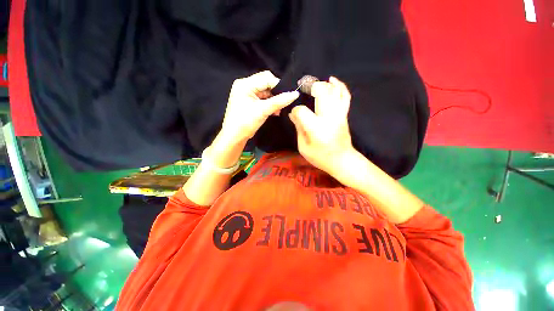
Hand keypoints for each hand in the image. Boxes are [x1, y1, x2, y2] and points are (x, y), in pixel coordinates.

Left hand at [221, 71, 298, 144]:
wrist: (234, 137)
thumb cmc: (246, 122)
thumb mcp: (263, 110)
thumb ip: (279, 101)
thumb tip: (295, 94)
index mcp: (245, 84)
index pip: (267, 78)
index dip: (279, 85)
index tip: (289, 95)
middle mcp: (245, 85)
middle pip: (266, 83)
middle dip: (276, 93)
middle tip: (284, 103)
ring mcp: (246, 93)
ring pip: (265, 92)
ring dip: (274, 100)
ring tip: (279, 110)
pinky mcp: (249, 101)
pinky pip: (262, 99)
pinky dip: (269, 104)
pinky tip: (275, 111)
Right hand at [289, 76, 354, 176]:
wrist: (342, 160)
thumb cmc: (320, 157)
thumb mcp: (303, 147)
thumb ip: (298, 128)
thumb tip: (293, 114)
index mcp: (315, 128)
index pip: (301, 111)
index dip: (295, 110)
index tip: (294, 114)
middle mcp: (328, 117)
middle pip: (321, 93)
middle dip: (311, 86)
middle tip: (303, 87)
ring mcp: (339, 114)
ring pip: (333, 91)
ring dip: (323, 84)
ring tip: (314, 84)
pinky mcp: (345, 114)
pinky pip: (345, 96)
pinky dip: (339, 85)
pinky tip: (332, 80)